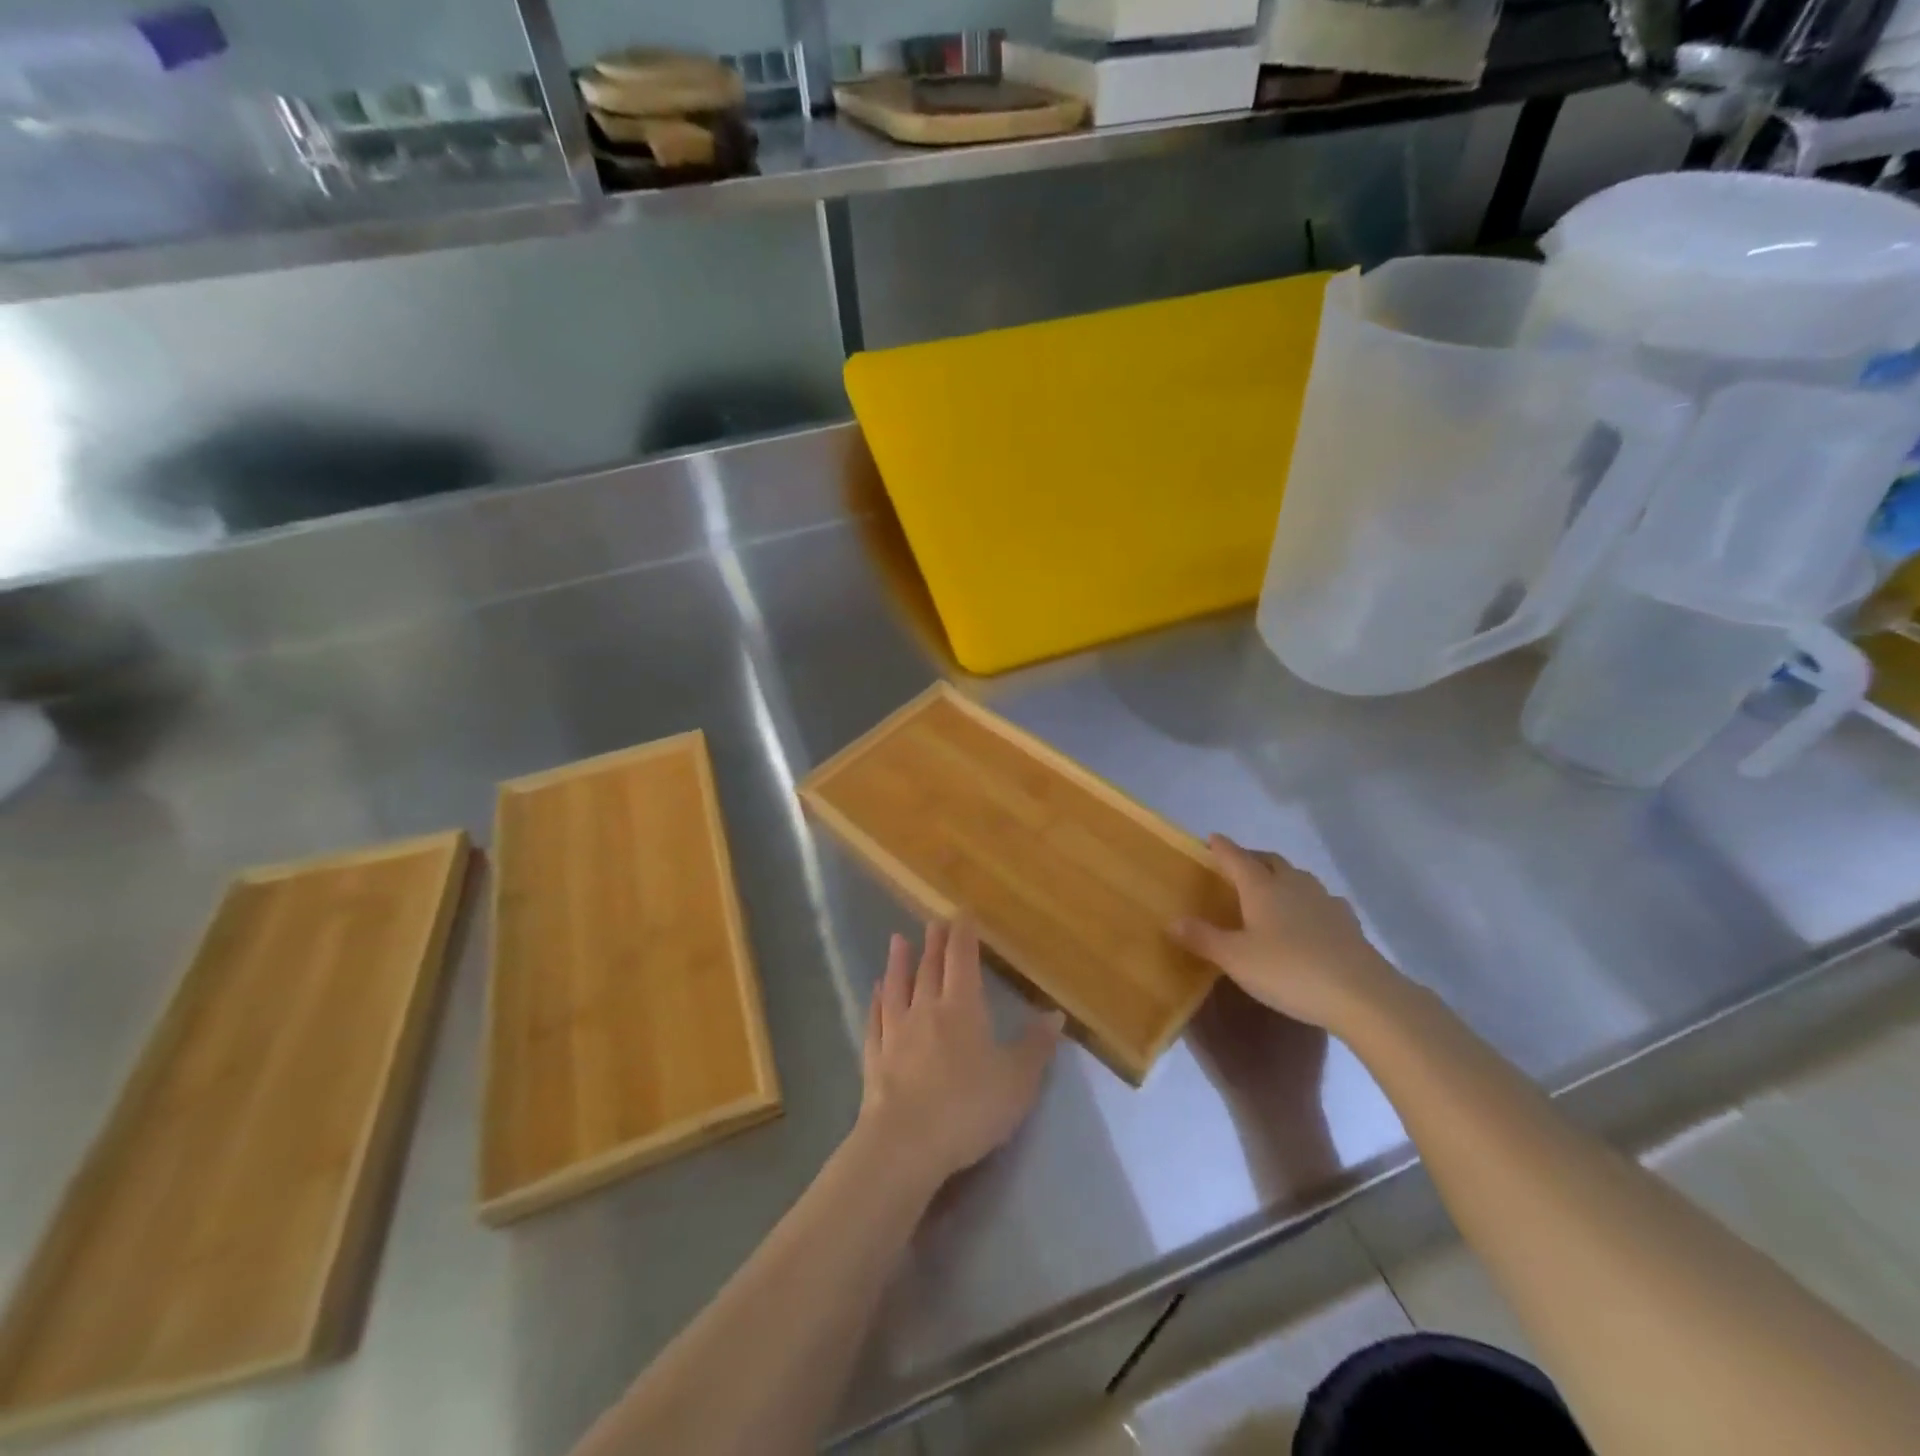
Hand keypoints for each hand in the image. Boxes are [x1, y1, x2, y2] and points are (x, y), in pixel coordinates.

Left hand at [857, 920, 1063, 1187]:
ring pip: (898, 987)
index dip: (963, 935)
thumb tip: (1055, 1015)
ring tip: (898, 940)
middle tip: (933, 922)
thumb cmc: (968, 1107)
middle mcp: (926, 1009)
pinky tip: (876, 991)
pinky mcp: (875, 1057)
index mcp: (962, 1008)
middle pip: (930, 968)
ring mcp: (896, 1031)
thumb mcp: (1017, 1081)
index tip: (962, 914)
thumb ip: (1036, 1047)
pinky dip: (876, 1001)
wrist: (905, 1143)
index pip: (962, 960)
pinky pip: (875, 1019)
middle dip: (934, 943)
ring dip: (899, 962)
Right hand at [1172, 834, 1403, 1033]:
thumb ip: (1203, 938)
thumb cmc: (1289, 971)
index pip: (1236, 858)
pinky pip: (1322, 901)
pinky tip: (1309, 917)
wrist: (1362, 995)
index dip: (1222, 848)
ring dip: (1281, 876)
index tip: (1211, 838)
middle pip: (1270, 861)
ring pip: (1298, 877)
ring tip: (1271, 889)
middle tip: (1237, 864)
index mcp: (1262, 888)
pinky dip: (1308, 901)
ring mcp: (1325, 901)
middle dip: (1252, 858)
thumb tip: (1172, 920)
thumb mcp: (1236, 959)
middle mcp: (1293, 885)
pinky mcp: (1348, 923)